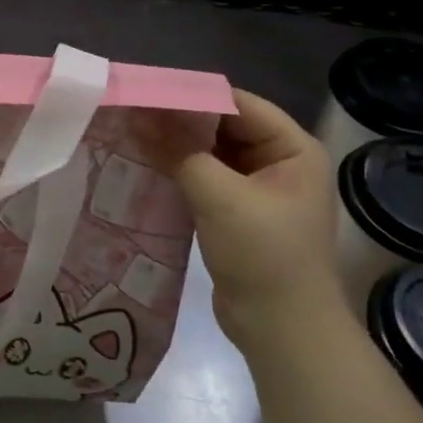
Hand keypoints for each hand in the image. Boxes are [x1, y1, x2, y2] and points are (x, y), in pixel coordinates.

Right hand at [144, 89, 345, 351]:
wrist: (282, 330)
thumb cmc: (263, 255)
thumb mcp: (220, 197)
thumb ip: (178, 152)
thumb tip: (138, 116)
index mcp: (292, 149)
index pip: (237, 104)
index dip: (192, 96)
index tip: (145, 92)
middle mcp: (279, 162)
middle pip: (223, 128)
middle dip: (179, 122)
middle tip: (131, 113)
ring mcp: (258, 190)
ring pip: (210, 154)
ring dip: (175, 148)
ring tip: (130, 135)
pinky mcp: (237, 214)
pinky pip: (205, 180)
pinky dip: (179, 172)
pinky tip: (144, 167)